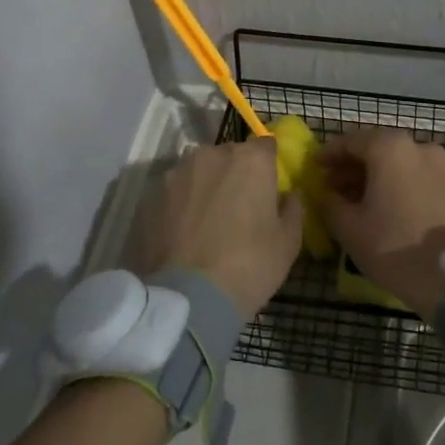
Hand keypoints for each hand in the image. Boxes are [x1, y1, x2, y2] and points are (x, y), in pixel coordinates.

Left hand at [130, 139, 301, 316]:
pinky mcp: (151, 195)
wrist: (189, 298)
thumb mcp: (288, 242)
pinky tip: (183, 232)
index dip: (268, 165)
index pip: (265, 145)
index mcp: (251, 159)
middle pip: (230, 155)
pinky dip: (181, 204)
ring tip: (206, 221)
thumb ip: (292, 208)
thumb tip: (288, 195)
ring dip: (206, 186)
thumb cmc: (250, 266)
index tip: (268, 187)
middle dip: (235, 174)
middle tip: (238, 208)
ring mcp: (177, 173)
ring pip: (199, 171)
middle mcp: (212, 154)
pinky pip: (175, 192)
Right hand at [319, 129, 444, 320]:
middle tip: (333, 187)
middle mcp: (420, 148)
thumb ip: (330, 203)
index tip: (315, 168)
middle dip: (354, 166)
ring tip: (359, 201)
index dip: (329, 154)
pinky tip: (389, 209)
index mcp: (391, 148)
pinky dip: (401, 185)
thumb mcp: (349, 228)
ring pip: (401, 164)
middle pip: (379, 149)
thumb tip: (324, 193)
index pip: (352, 141)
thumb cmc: (394, 247)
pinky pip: (420, 178)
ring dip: (378, 176)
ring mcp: (444, 167)